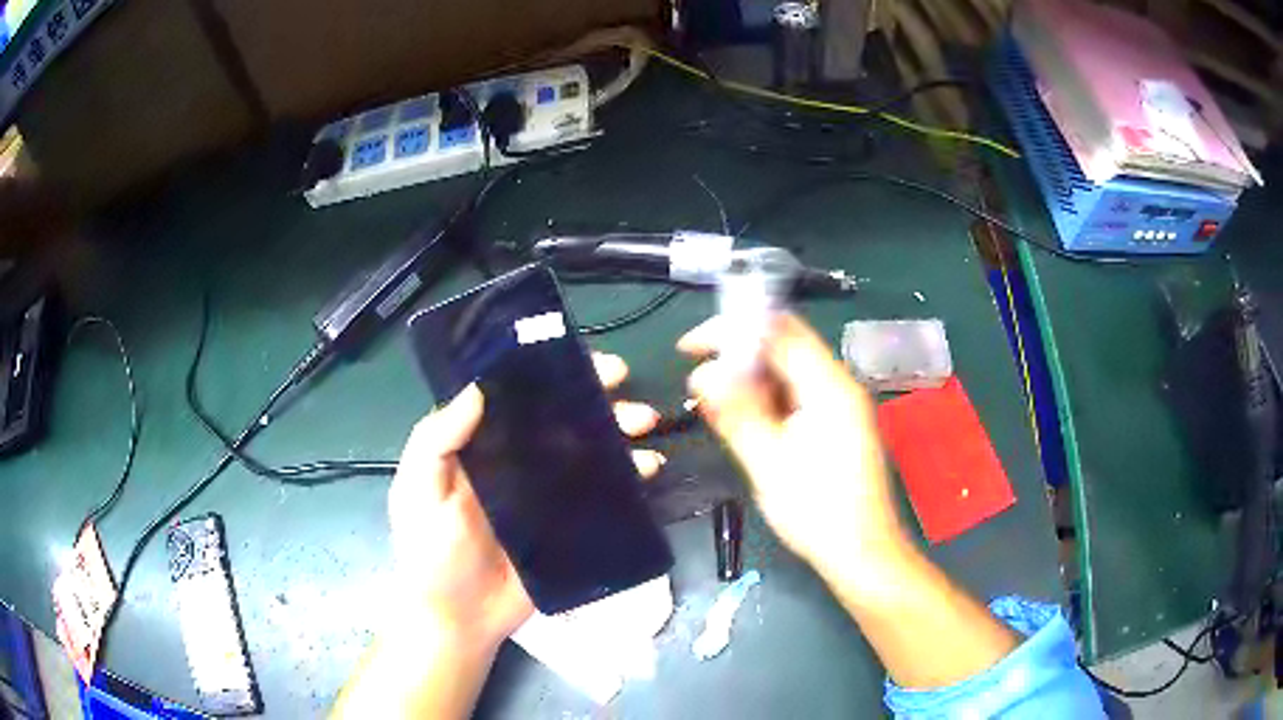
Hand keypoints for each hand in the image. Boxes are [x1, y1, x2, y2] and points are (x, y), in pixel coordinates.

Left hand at [387, 353, 665, 653]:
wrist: (459, 621)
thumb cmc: (431, 555)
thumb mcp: (419, 493)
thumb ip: (437, 441)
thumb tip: (478, 388)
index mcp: (478, 447)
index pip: (514, 397)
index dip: (545, 373)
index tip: (578, 358)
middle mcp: (514, 462)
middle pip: (558, 418)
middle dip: (593, 396)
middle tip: (622, 382)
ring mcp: (545, 494)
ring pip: (586, 450)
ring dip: (617, 431)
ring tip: (644, 425)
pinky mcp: (568, 525)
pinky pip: (601, 493)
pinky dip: (627, 477)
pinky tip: (646, 469)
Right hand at [679, 314, 912, 588]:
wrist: (862, 553)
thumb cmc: (817, 510)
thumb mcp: (768, 461)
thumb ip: (736, 412)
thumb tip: (703, 375)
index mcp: (828, 385)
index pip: (777, 330)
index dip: (731, 329)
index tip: (691, 347)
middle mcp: (839, 385)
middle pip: (784, 346)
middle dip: (737, 354)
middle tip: (699, 379)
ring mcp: (841, 405)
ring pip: (789, 372)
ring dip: (750, 379)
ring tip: (713, 401)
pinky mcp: (838, 426)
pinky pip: (797, 396)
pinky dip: (767, 399)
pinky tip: (744, 419)